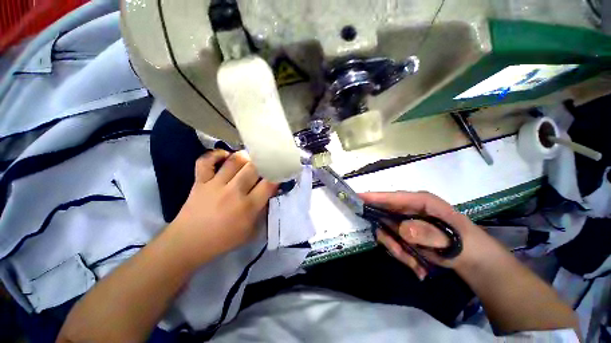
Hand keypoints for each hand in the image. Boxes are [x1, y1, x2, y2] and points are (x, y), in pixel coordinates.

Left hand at [169, 150, 277, 267]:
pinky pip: (206, 160)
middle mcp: (234, 192)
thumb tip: (270, 193)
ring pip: (235, 160)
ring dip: (245, 157)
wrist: (189, 243)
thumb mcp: (252, 231)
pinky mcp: (200, 181)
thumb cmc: (224, 240)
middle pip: (254, 167)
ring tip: (248, 160)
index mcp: (249, 207)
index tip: (279, 171)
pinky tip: (224, 156)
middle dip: (263, 163)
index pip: (269, 183)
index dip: (277, 174)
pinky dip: (215, 154)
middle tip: (265, 163)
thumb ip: (263, 211)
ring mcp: (216, 185)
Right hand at [360, 191, 501, 278]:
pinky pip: (392, 241)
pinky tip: (417, 266)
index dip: (372, 197)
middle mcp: (408, 208)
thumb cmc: (465, 244)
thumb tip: (401, 229)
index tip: (355, 198)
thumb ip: (427, 234)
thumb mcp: (450, 240)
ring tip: (414, 264)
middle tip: (401, 254)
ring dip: (397, 249)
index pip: (391, 197)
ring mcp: (405, 221)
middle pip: (384, 217)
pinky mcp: (404, 232)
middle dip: (389, 237)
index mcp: (420, 201)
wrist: (473, 260)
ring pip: (387, 232)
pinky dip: (401, 255)